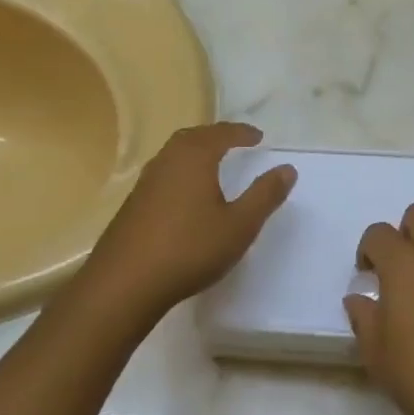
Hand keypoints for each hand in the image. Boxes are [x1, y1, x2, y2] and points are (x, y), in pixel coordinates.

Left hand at [81, 122, 296, 318]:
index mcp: (194, 158)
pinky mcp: (133, 204)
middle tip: (234, 142)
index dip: (241, 133)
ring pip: (174, 155)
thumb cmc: (190, 249)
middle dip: (215, 136)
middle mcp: (167, 161)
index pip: (221, 133)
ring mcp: (145, 182)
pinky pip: (163, 174)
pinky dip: (181, 172)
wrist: (126, 281)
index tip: (258, 137)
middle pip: (193, 137)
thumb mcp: (239, 225)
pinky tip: (185, 195)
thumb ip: (265, 195)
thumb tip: (287, 168)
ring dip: (195, 152)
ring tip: (212, 164)